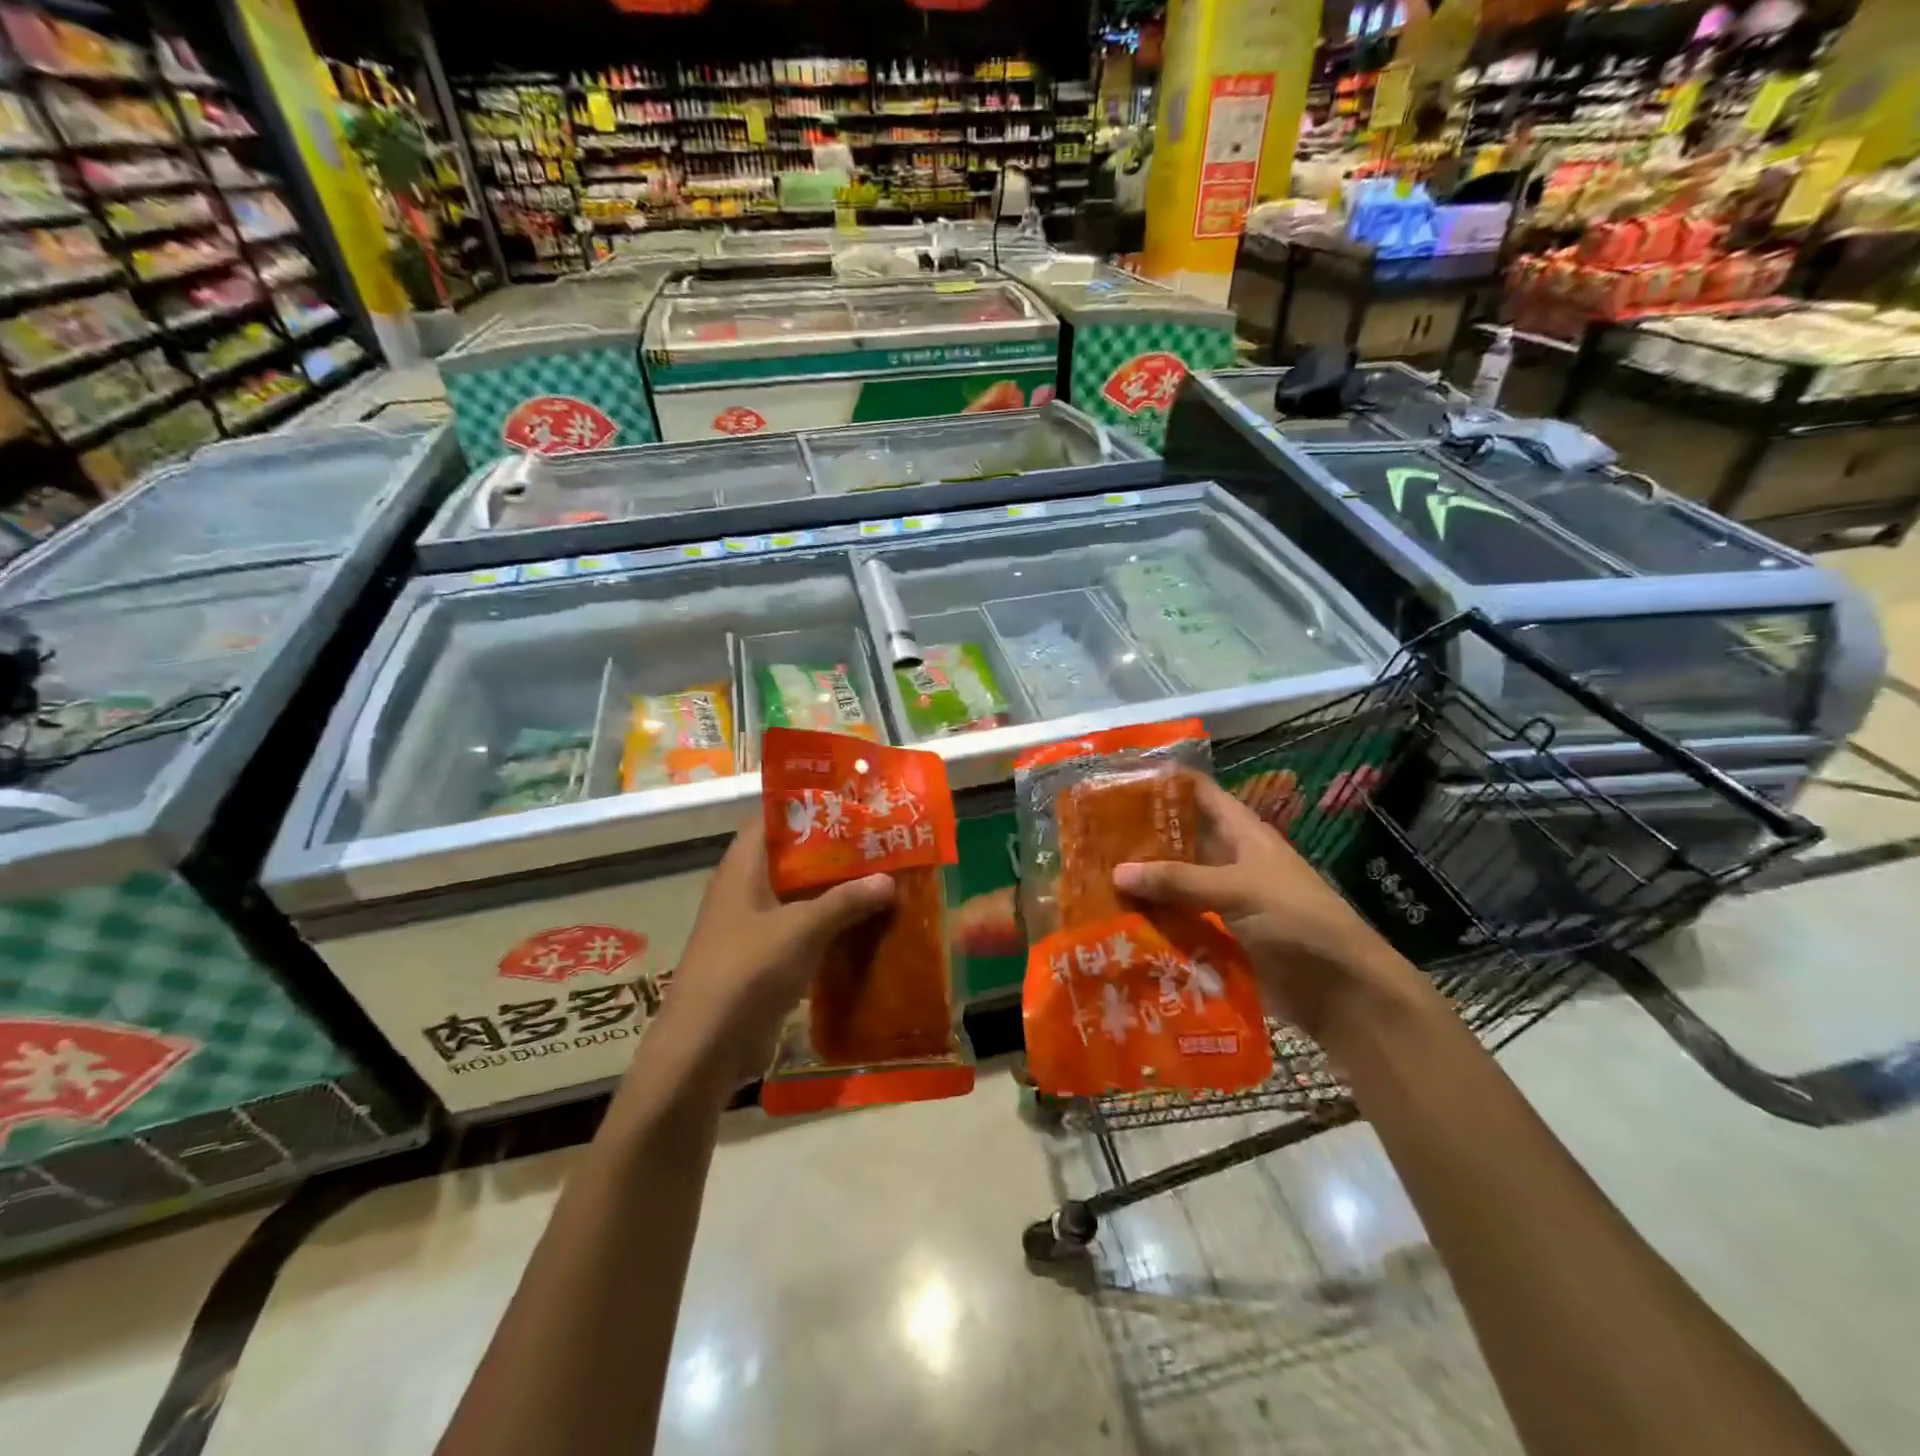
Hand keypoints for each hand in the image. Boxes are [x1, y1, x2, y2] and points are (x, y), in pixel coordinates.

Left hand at [655, 819, 893, 1091]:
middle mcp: (746, 888)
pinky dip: (831, 925)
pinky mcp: (765, 958)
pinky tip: (867, 925)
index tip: (853, 799)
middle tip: (882, 839)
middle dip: (836, 849)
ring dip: (837, 890)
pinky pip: (803, 930)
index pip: (775, 817)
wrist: (704, 1048)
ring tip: (884, 877)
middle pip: (794, 857)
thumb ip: (845, 901)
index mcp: (743, 867)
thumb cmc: (747, 971)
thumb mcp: (801, 929)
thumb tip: (888, 879)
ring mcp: (754, 925)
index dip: (810, 804)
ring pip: (801, 895)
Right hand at [1113, 771, 1427, 1041]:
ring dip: (1141, 884)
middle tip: (1088, 836)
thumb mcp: (1239, 890)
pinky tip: (1114, 923)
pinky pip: (1177, 922)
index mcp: (1242, 834)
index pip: (1198, 793)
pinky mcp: (1218, 937)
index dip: (1163, 782)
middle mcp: (1228, 860)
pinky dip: (1151, 922)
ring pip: (1173, 884)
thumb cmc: (1297, 921)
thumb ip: (1179, 880)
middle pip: (1178, 839)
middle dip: (1139, 837)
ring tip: (1089, 879)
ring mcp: (1222, 900)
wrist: (1340, 991)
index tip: (1117, 780)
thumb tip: (1117, 872)